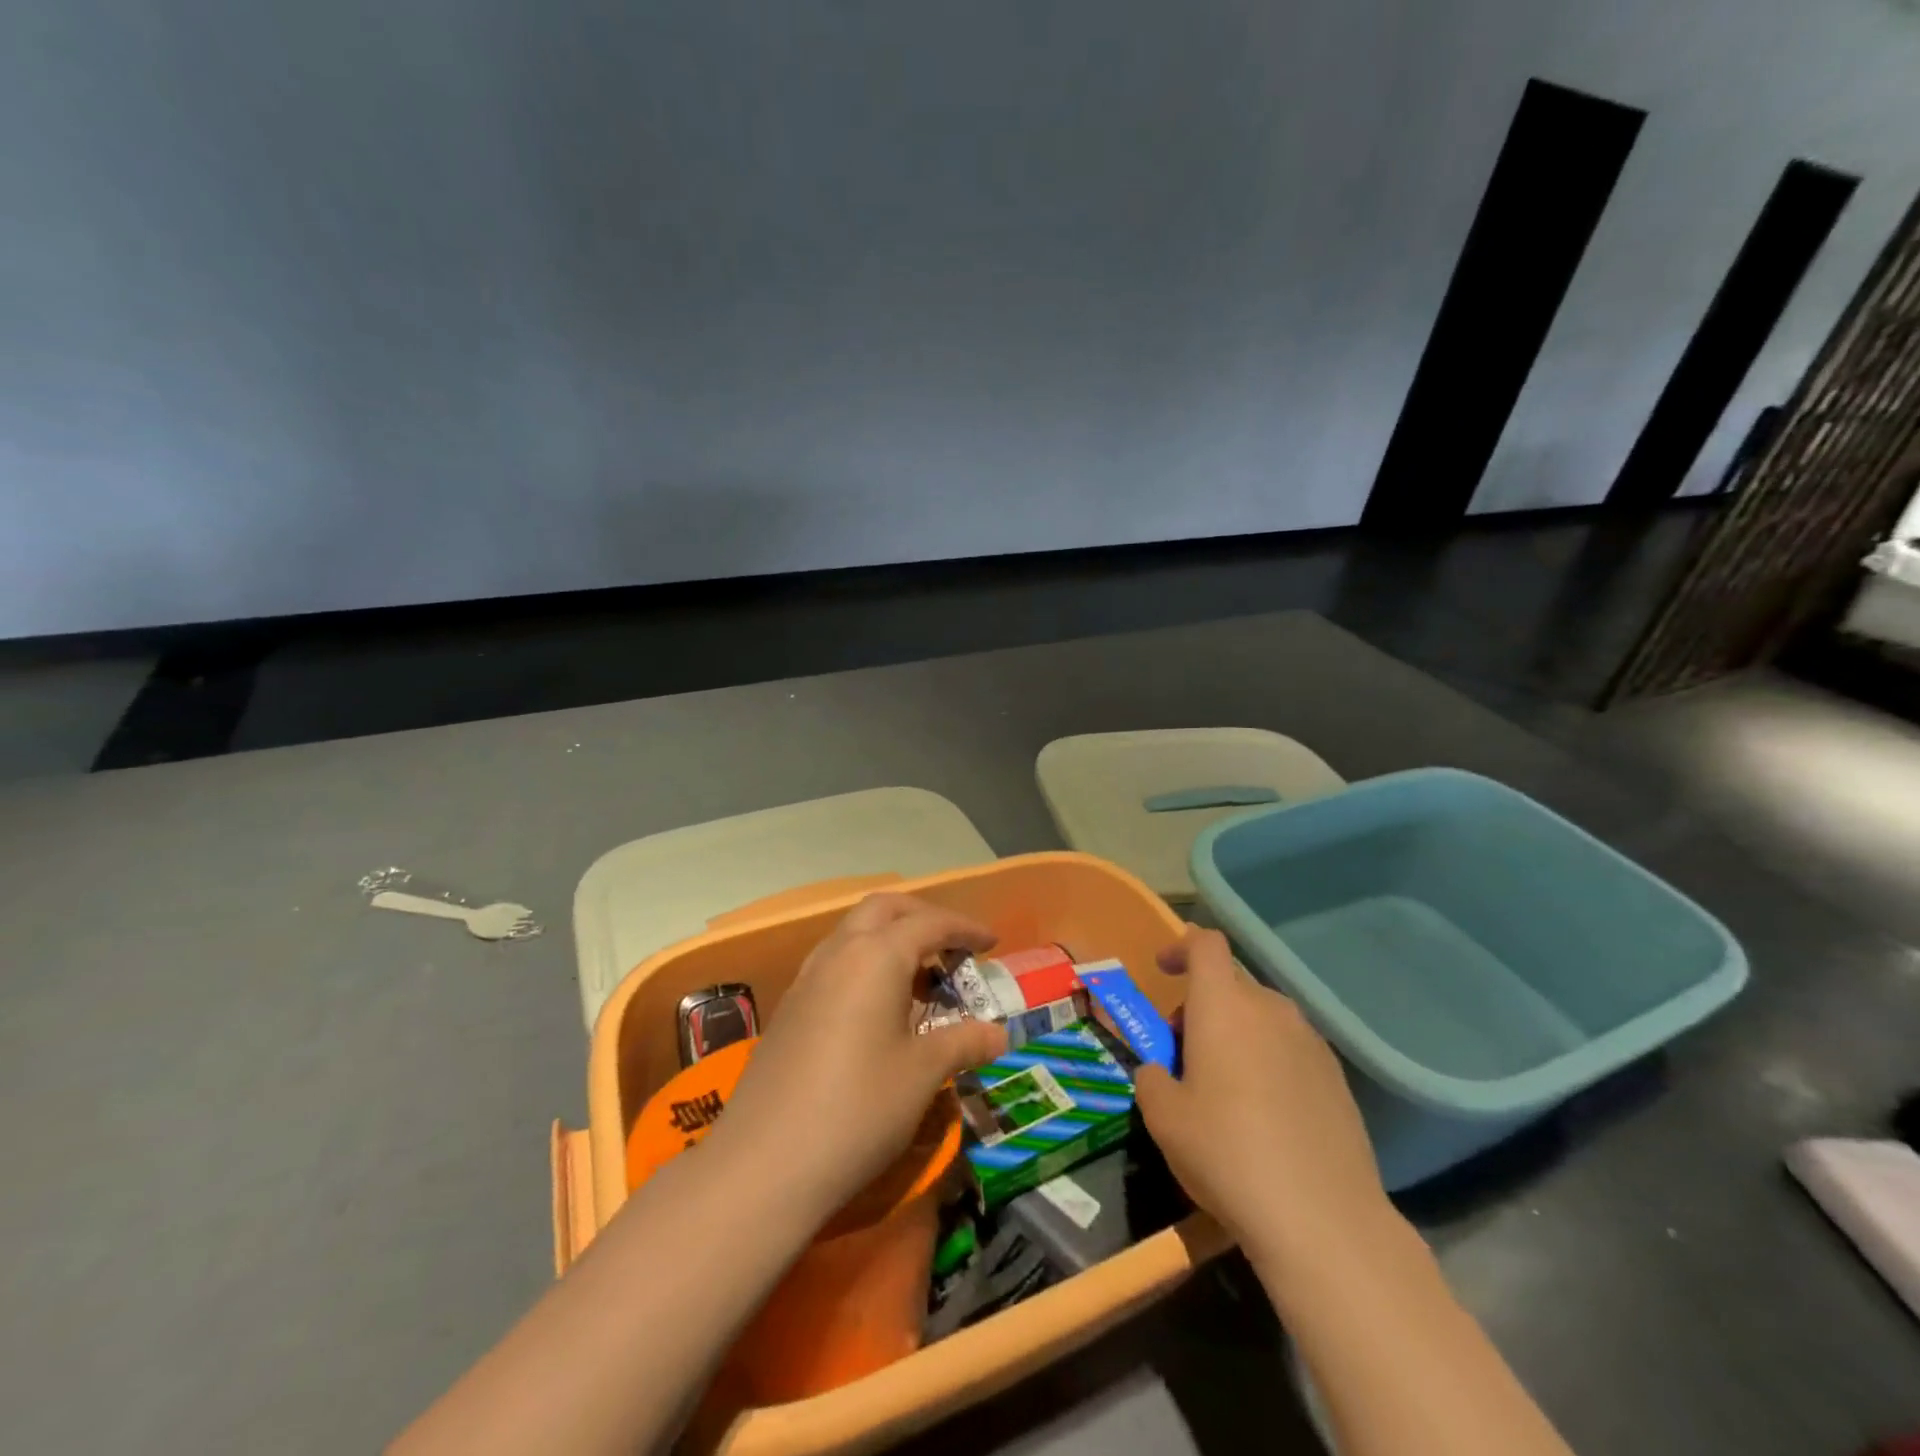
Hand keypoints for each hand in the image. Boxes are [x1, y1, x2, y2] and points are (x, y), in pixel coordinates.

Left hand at [711, 893, 1008, 1223]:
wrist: (764, 1164)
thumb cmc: (858, 1109)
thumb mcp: (922, 1075)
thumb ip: (963, 1043)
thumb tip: (999, 1034)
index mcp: (876, 956)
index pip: (929, 923)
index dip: (965, 928)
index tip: (992, 943)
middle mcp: (838, 953)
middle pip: (884, 909)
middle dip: (922, 916)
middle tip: (953, 946)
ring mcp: (807, 978)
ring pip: (854, 932)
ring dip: (890, 939)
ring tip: (920, 979)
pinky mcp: (789, 1008)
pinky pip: (835, 963)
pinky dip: (865, 965)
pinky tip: (878, 1009)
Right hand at [1133, 927, 1390, 1267]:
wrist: (1323, 1218)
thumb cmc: (1227, 1152)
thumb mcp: (1164, 1118)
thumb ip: (1152, 1079)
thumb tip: (1160, 1073)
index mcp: (1223, 1005)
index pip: (1205, 945)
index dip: (1181, 946)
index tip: (1163, 970)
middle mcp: (1270, 1009)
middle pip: (1232, 984)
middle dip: (1203, 1005)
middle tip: (1184, 1052)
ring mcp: (1310, 1042)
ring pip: (1263, 1017)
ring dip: (1237, 1033)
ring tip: (1224, 1085)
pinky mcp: (1337, 1078)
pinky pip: (1291, 1049)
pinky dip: (1269, 1060)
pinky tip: (1265, 1113)